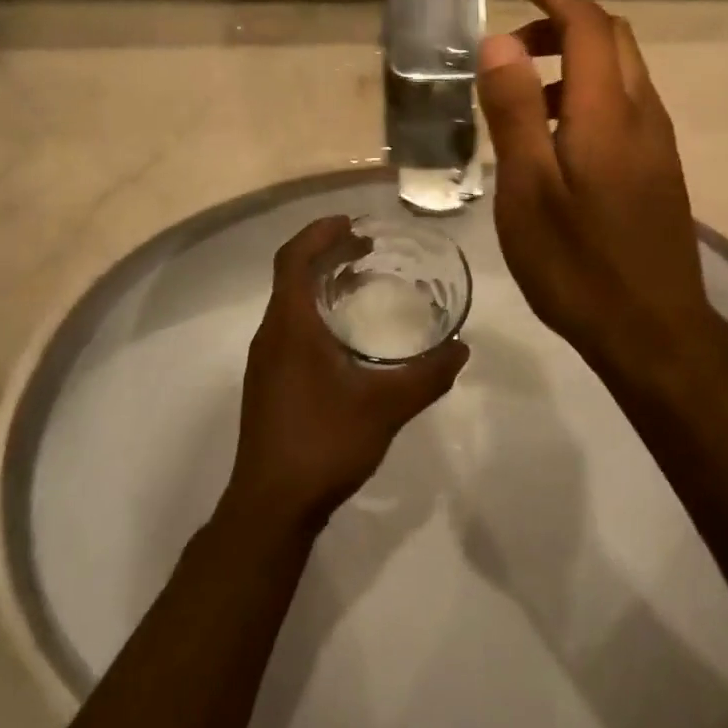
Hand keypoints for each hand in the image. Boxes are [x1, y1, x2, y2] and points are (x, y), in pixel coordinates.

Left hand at [224, 217, 467, 531]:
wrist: (271, 506)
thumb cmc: (323, 443)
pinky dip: (316, 312)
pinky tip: (346, 335)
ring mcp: (265, 361)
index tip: (352, 221)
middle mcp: (270, 335)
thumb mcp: (385, 407)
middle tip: (367, 247)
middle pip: (291, 275)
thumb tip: (461, 349)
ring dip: (321, 283)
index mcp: (290, 326)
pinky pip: (290, 327)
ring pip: (290, 303)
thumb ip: (427, 376)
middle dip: (326, 253)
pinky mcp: (269, 383)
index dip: (319, 232)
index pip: (293, 258)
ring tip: (361, 281)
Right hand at [476, 0, 715, 376]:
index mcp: (608, 111)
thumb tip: (500, 43)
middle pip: (613, 39)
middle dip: (564, 25)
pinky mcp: (660, 169)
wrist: (654, 331)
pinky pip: (625, 107)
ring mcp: (657, 143)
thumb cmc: (578, 263)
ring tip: (523, 100)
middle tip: (512, 50)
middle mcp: (642, 114)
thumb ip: (515, 111)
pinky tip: (555, 142)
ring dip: (575, 64)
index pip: (588, 25)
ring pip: (621, 74)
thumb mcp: (528, 189)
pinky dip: (588, 96)